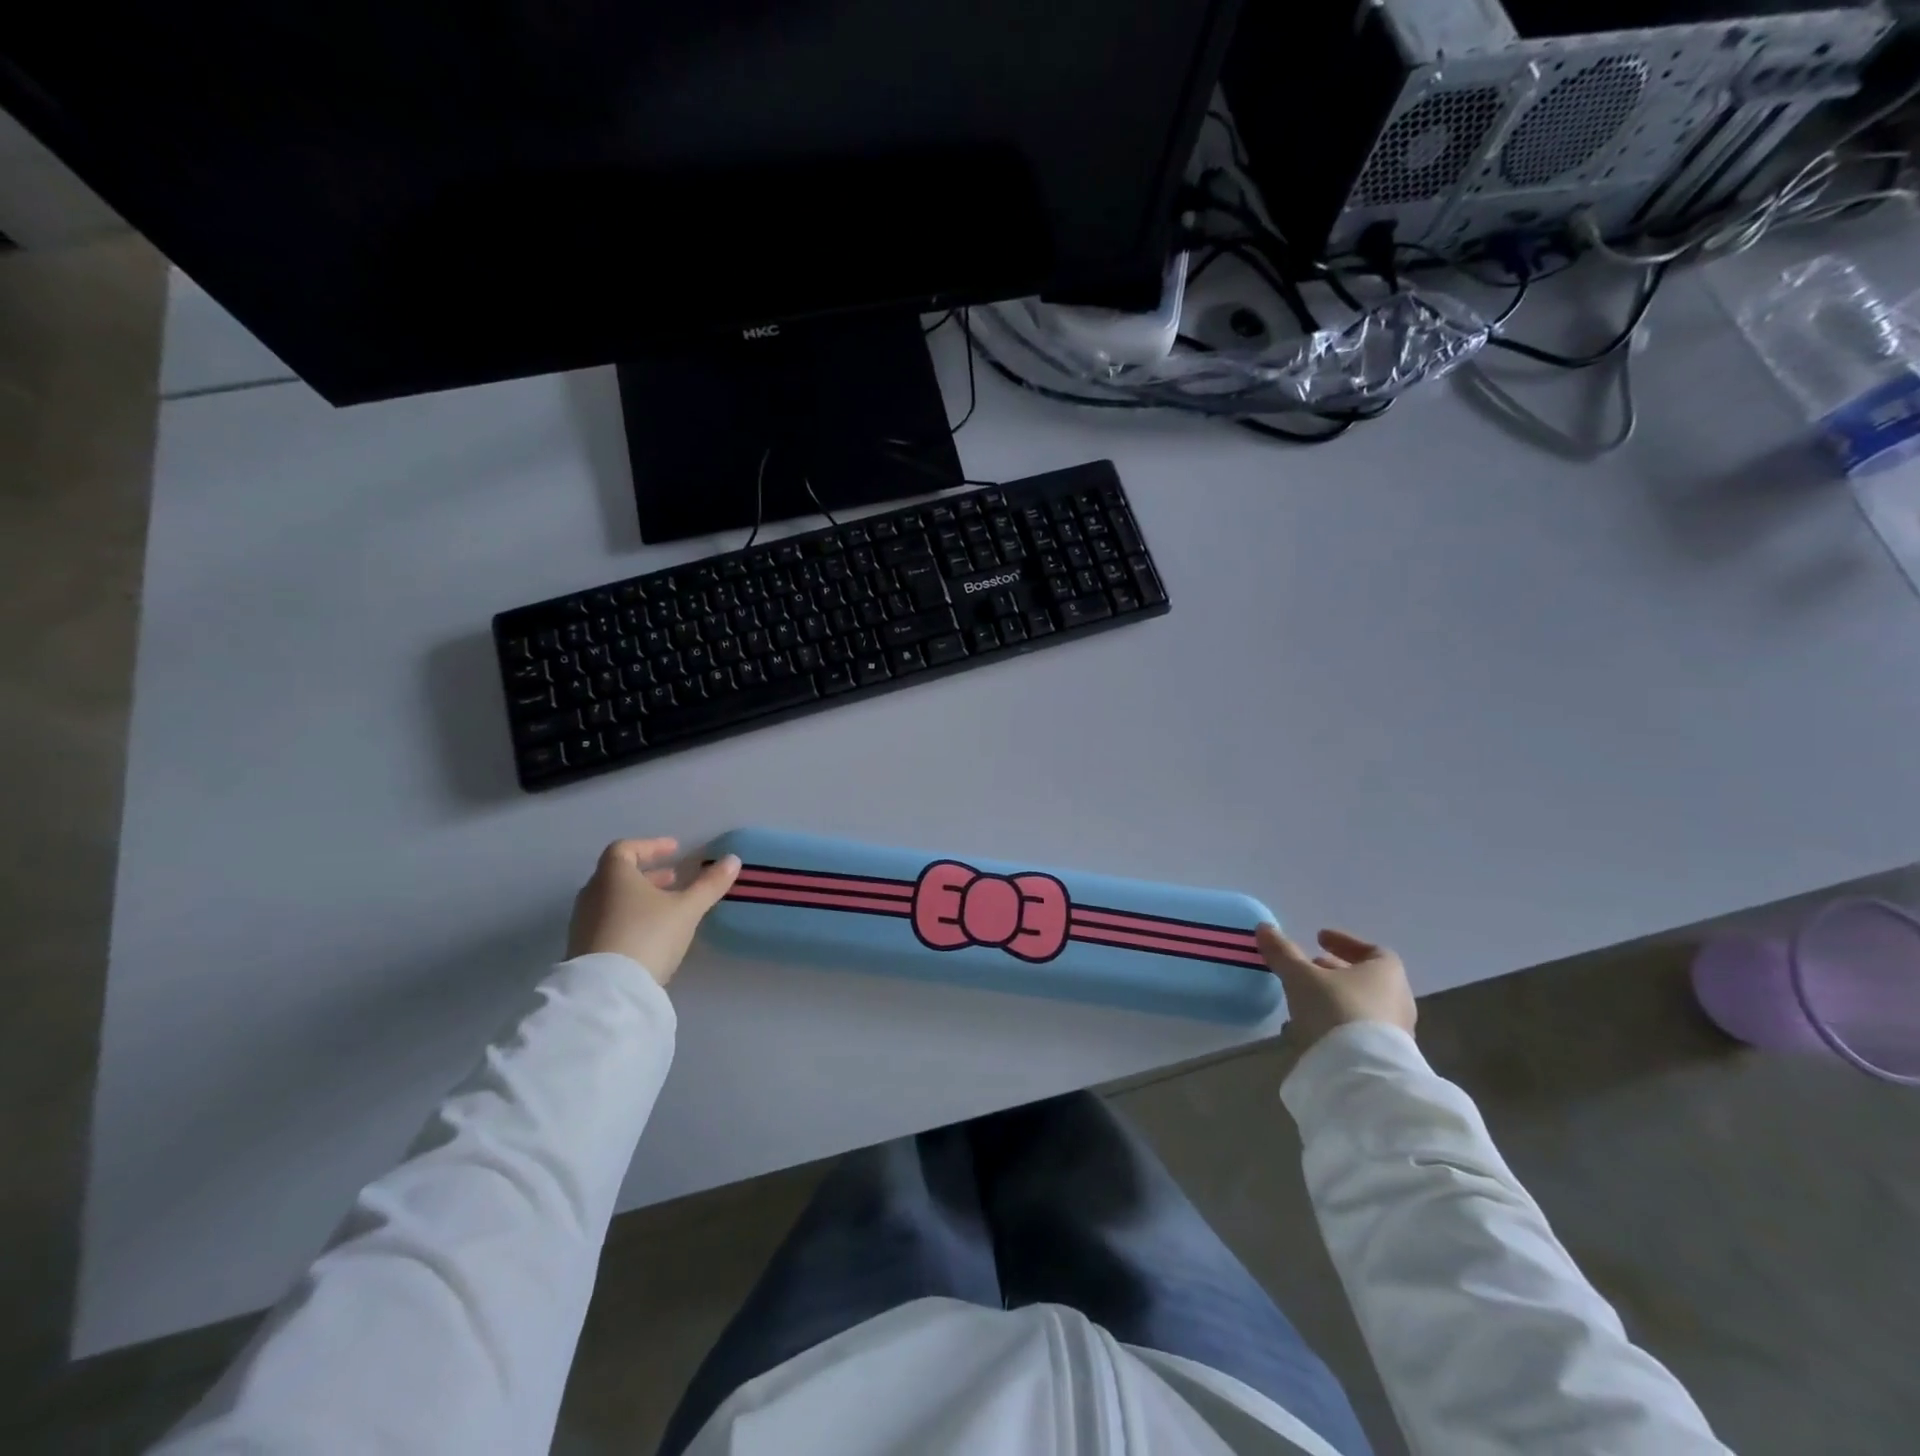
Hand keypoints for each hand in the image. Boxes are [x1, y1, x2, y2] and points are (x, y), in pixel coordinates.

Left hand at [566, 838, 741, 987]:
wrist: (608, 991)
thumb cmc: (648, 936)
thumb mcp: (687, 909)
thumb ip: (709, 884)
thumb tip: (733, 860)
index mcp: (613, 876)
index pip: (625, 848)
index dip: (651, 846)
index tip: (675, 849)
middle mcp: (593, 894)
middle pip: (618, 874)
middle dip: (649, 874)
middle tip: (674, 878)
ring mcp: (583, 923)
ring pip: (613, 899)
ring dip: (640, 897)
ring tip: (667, 907)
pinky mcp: (583, 949)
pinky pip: (608, 921)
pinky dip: (629, 917)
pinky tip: (651, 934)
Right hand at [1256, 925, 1415, 1051]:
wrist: (1361, 1074)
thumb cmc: (1336, 1009)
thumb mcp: (1301, 976)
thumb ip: (1283, 952)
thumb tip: (1265, 928)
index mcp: (1386, 973)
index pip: (1372, 950)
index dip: (1343, 942)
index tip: (1318, 938)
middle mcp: (1397, 999)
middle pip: (1365, 978)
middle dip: (1334, 971)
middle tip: (1309, 966)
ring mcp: (1393, 1032)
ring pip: (1359, 1006)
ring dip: (1332, 998)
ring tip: (1302, 998)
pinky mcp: (1382, 1058)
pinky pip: (1356, 1031)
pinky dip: (1334, 1023)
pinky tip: (1308, 1028)